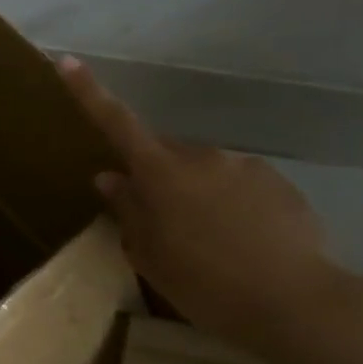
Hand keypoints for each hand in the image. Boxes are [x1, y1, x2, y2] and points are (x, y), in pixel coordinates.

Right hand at [58, 57, 337, 346]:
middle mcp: (202, 157)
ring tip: (204, 242)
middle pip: (165, 154)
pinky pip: (238, 186)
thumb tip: (110, 177)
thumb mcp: (150, 254)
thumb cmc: (203, 282)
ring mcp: (245, 167)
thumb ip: (128, 210)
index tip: (68, 61)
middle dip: (155, 176)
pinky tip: (239, 243)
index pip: (117, 124)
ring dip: (194, 194)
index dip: (89, 93)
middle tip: (156, 222)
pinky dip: (229, 205)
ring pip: (203, 171)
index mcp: (162, 173)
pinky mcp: (279, 185)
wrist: (295, 302)